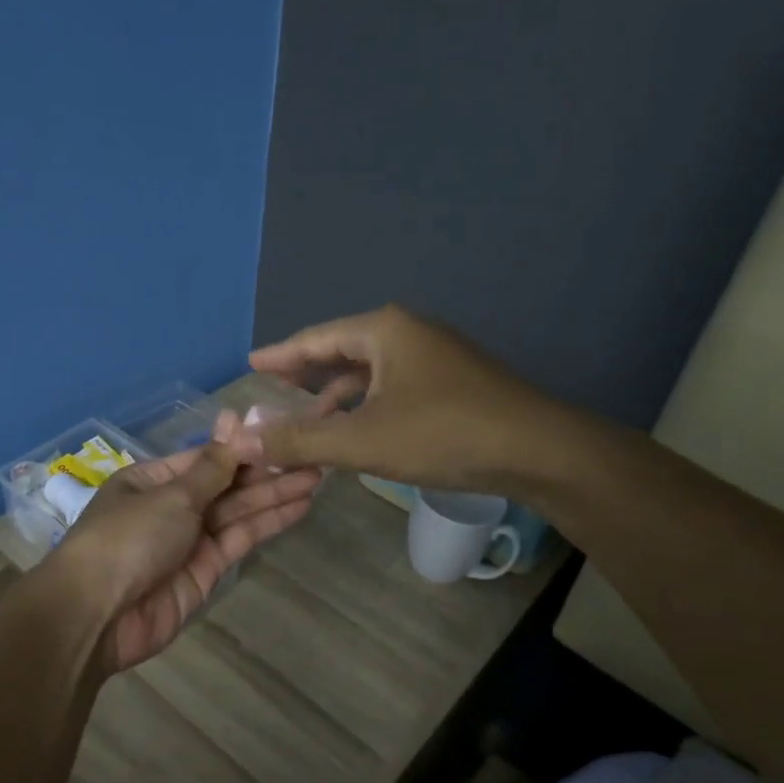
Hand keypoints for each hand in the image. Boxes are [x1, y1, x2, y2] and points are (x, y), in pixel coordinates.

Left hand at [50, 444, 319, 672]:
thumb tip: (233, 420)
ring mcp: (190, 539)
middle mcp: (172, 506)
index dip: (244, 447)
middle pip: (225, 484)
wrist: (98, 615)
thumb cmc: (128, 538)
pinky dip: (267, 523)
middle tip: (313, 455)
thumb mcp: (171, 495)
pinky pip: (240, 539)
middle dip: (266, 471)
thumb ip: (213, 466)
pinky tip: (299, 507)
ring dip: (274, 494)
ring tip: (317, 475)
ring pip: (238, 511)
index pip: (206, 457)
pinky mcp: (206, 571)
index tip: (283, 434)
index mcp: (152, 480)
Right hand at [232, 304, 561, 495]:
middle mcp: (409, 333)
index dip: (280, 354)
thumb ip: (300, 439)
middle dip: (307, 374)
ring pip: (371, 371)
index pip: (315, 338)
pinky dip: (368, 405)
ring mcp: (437, 356)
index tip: (252, 364)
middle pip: (342, 350)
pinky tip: (360, 430)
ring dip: (338, 395)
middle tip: (274, 389)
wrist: (539, 451)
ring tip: (310, 419)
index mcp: (384, 331)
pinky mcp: (455, 382)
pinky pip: (394, 386)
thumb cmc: (444, 434)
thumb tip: (243, 439)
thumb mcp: (362, 440)